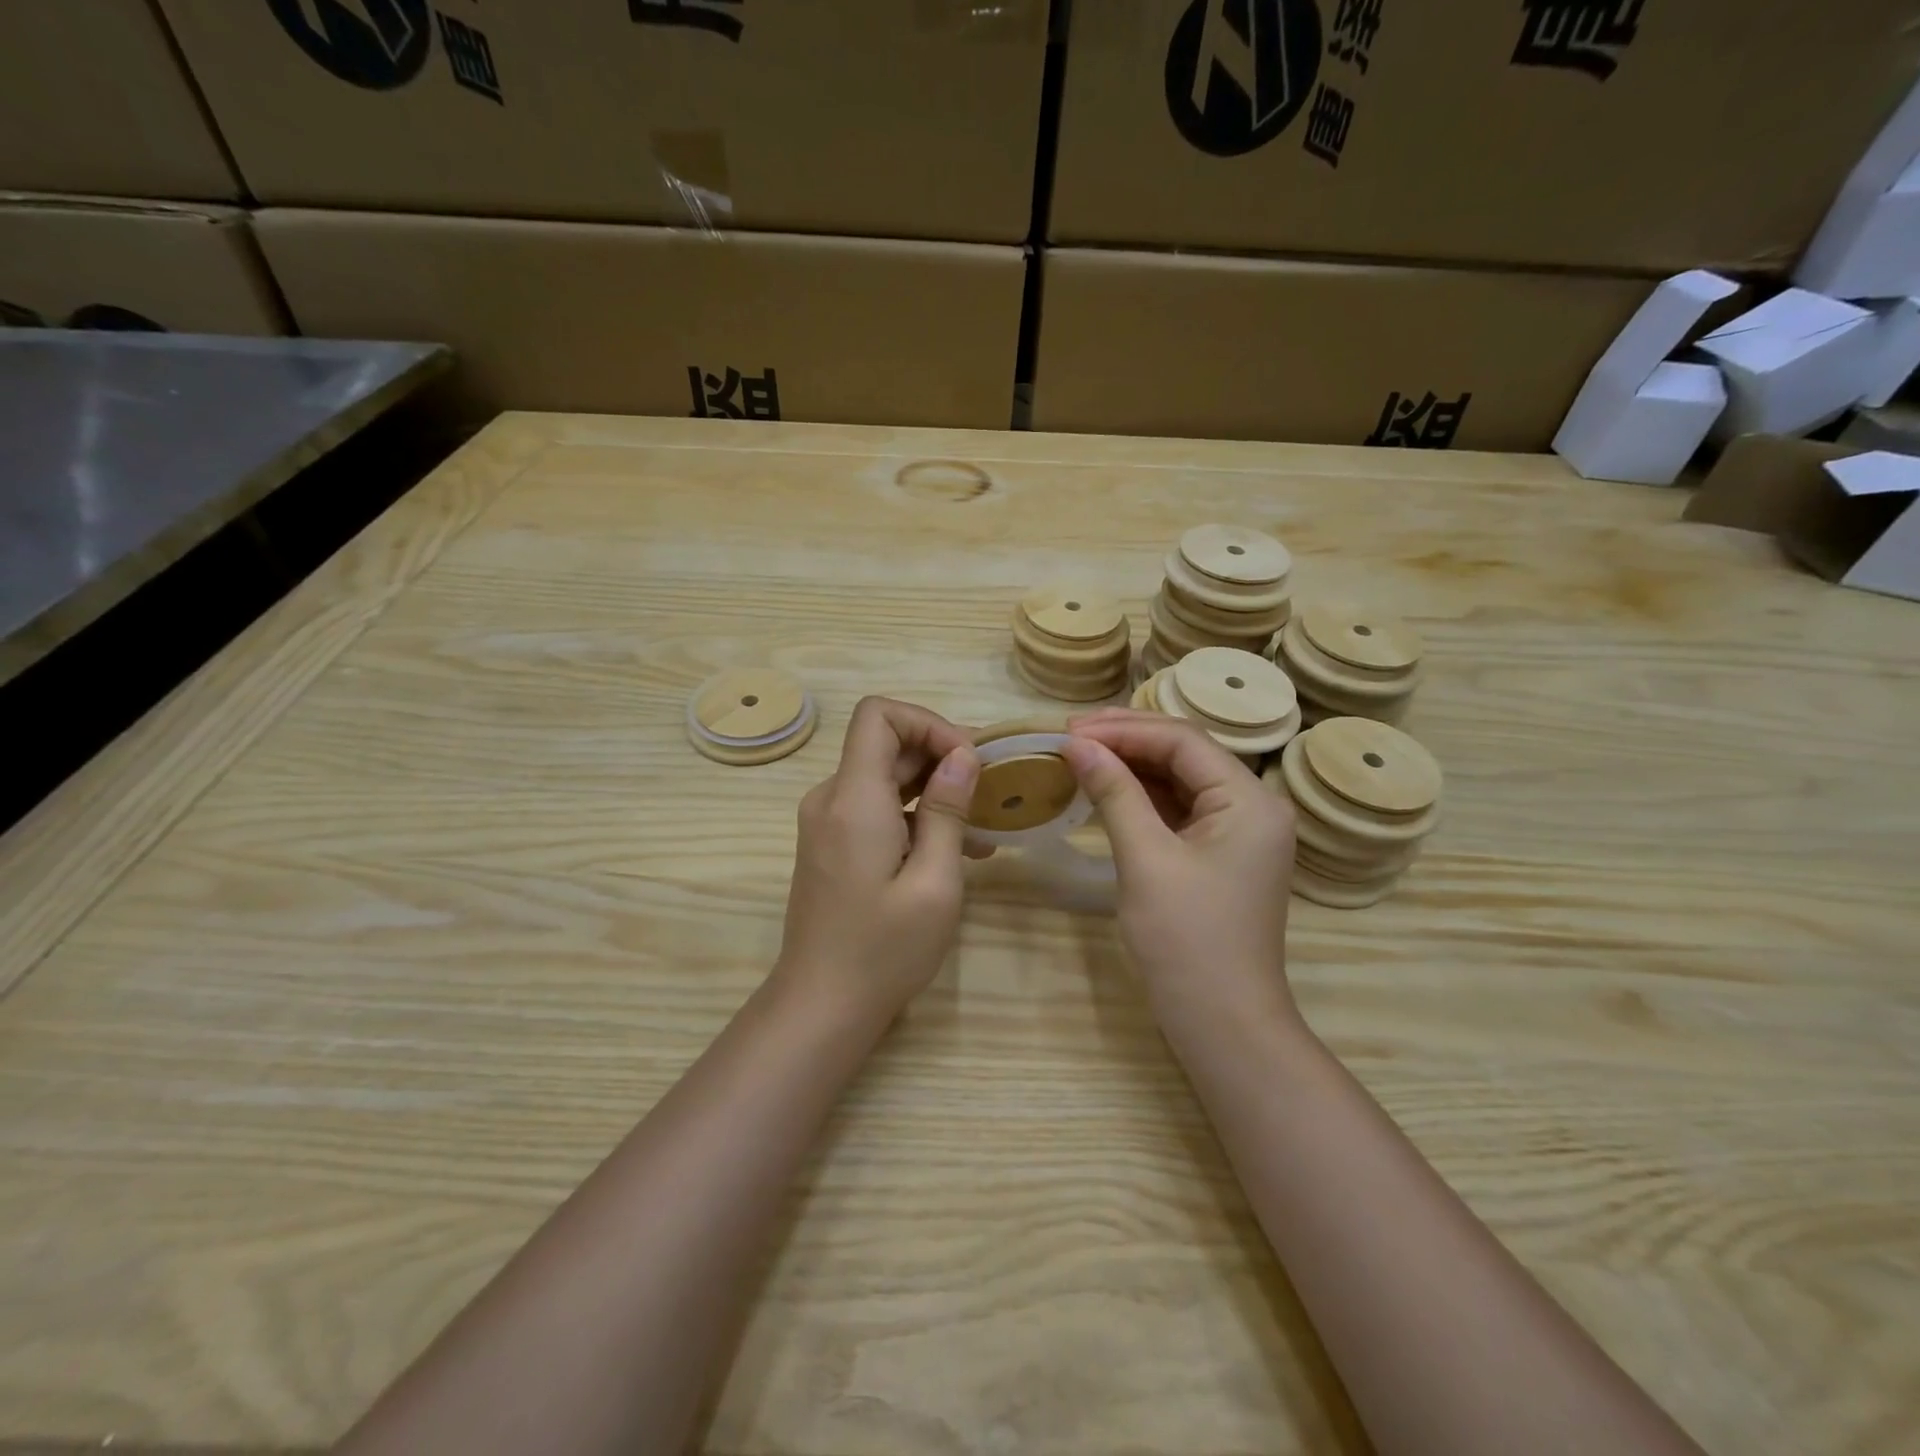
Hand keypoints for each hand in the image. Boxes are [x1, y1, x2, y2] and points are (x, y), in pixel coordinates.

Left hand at [777, 697, 980, 1019]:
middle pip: (885, 744)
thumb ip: (947, 811)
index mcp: (853, 798)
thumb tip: (962, 756)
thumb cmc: (883, 950)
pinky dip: (916, 815)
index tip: (967, 759)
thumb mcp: (934, 882)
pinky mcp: (833, 844)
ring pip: (884, 776)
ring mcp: (828, 822)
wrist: (821, 1006)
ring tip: (984, 823)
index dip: (927, 722)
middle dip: (940, 756)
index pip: (878, 715)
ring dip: (934, 788)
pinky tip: (958, 848)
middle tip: (990, 788)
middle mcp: (832, 798)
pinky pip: (876, 808)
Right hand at [1062, 710, 1298, 1026]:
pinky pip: (1178, 809)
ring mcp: (1237, 832)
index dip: (1125, 729)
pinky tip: (1106, 789)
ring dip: (1131, 766)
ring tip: (1080, 755)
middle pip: (1184, 754)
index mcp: (1250, 800)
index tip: (1070, 730)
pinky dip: (1141, 797)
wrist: (1223, 1023)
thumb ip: (1115, 793)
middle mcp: (1252, 806)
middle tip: (1070, 736)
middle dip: (1127, 741)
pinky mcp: (1219, 854)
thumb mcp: (1146, 860)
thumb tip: (1077, 745)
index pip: (1183, 741)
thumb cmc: (1187, 941)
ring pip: (1179, 780)